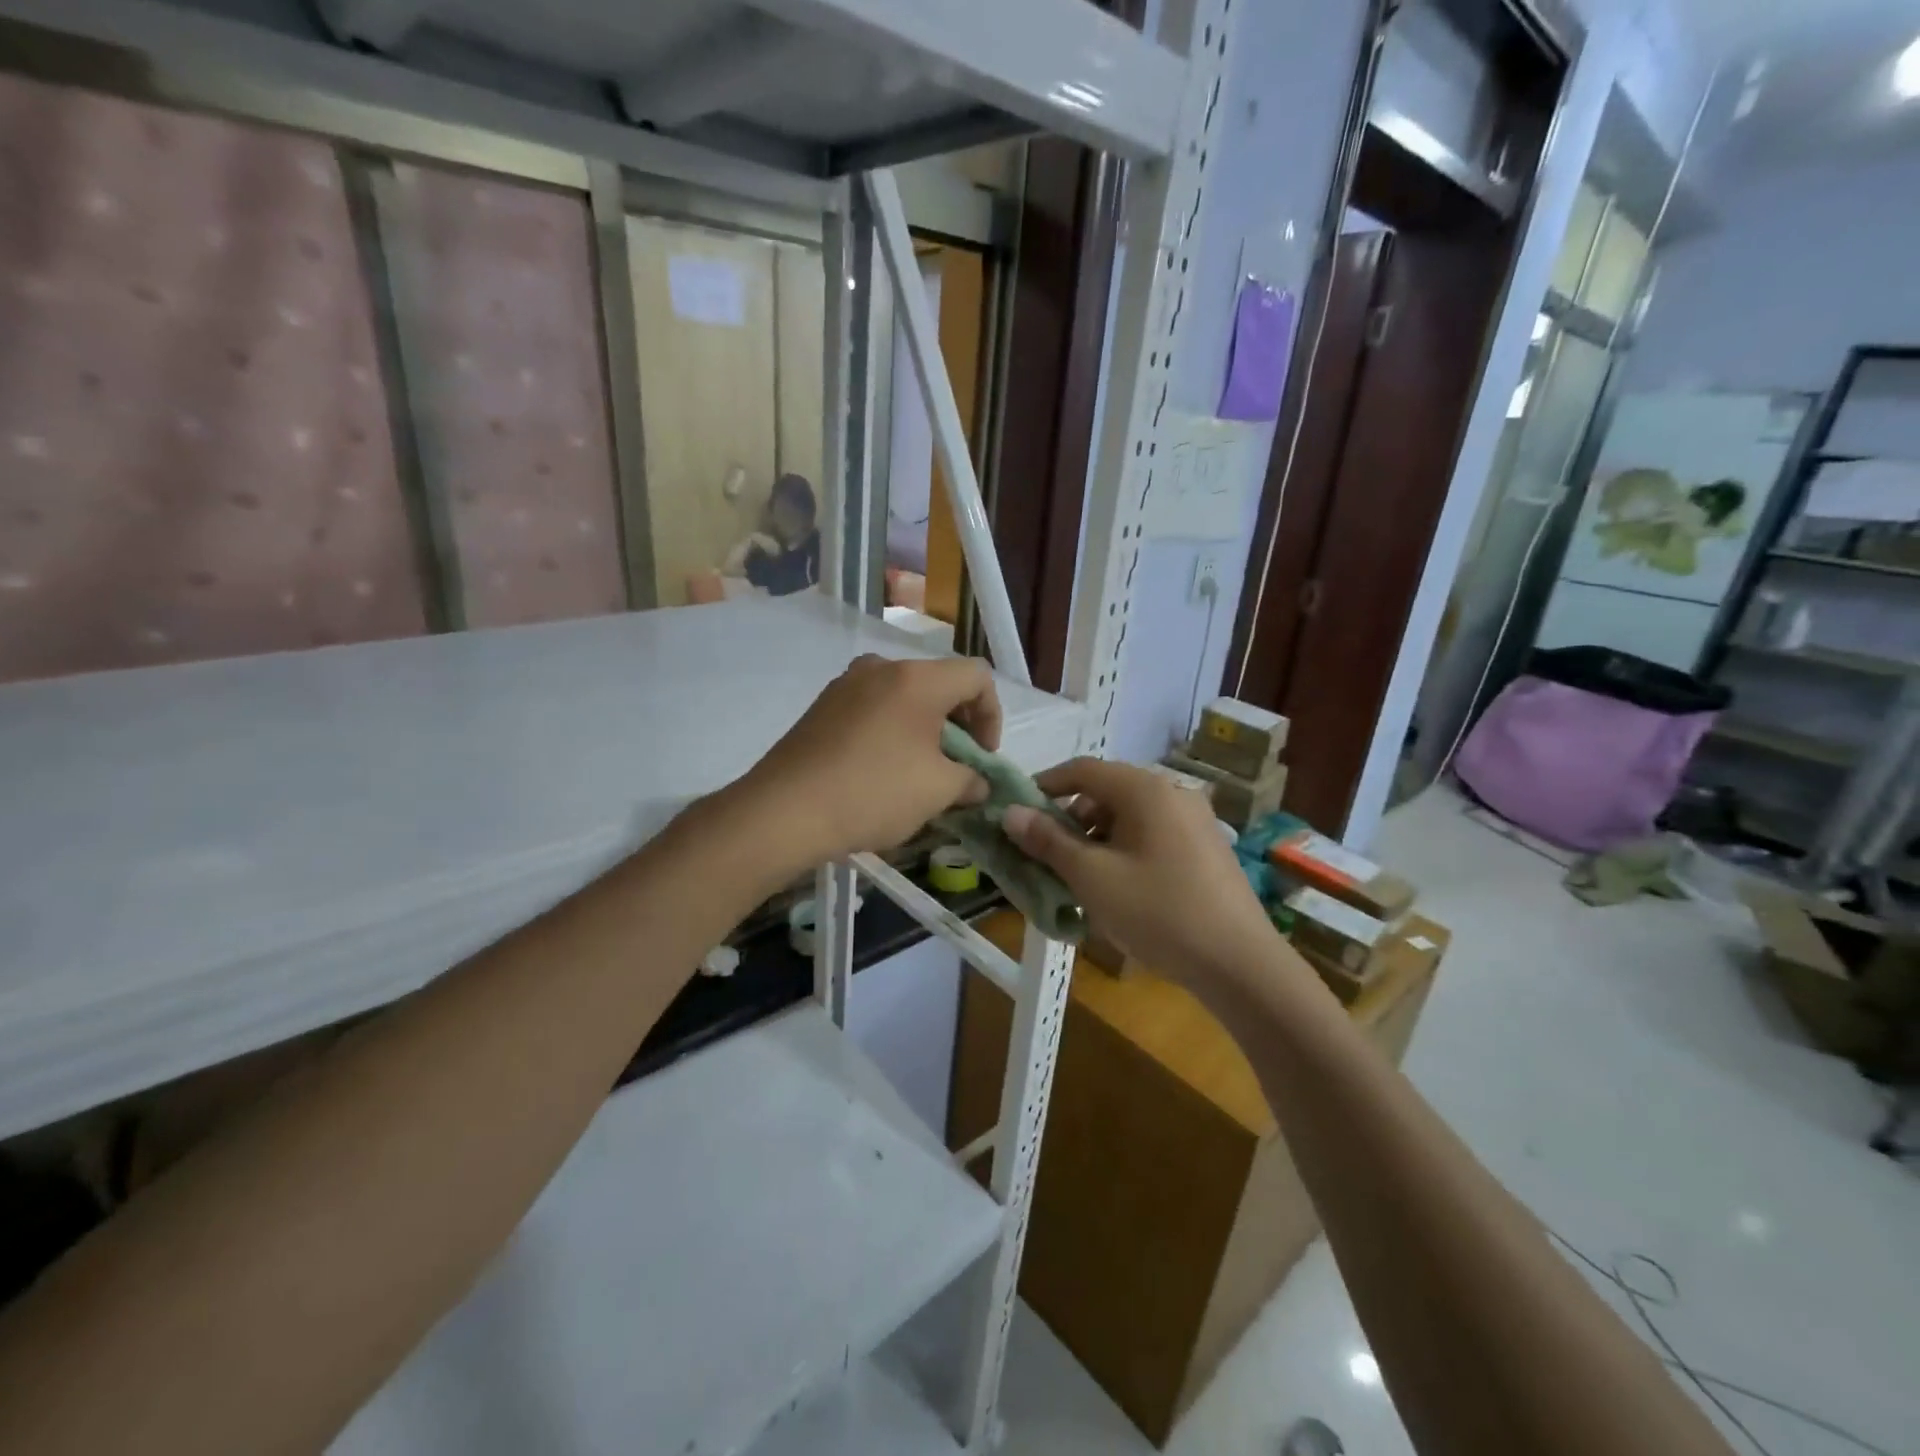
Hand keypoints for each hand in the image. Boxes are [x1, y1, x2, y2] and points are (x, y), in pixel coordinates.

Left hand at [739, 655, 1000, 865]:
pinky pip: (872, 709)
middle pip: (939, 683)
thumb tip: (977, 782)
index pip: (977, 676)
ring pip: (903, 697)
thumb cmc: (873, 793)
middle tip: (956, 766)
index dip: (992, 715)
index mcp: (917, 678)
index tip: (982, 757)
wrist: (784, 812)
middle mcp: (881, 668)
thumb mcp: (938, 791)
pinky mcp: (821, 707)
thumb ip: (970, 780)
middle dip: (958, 724)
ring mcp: (845, 685)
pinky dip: (891, 732)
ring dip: (923, 729)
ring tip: (919, 772)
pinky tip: (881, 771)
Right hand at [1002, 758, 1275, 983]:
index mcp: (1146, 790)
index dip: (1044, 786)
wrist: (1240, 964)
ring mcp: (1195, 822)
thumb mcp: (1092, 877)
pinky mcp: (1207, 850)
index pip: (1082, 770)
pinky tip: (1117, 892)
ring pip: (1129, 819)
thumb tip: (1011, 813)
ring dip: (1096, 841)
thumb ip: (1048, 841)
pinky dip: (1124, 853)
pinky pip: (1152, 837)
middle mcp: (1173, 794)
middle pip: (1106, 793)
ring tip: (1079, 882)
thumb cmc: (1158, 912)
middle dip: (1070, 821)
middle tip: (1046, 856)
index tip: (1017, 813)